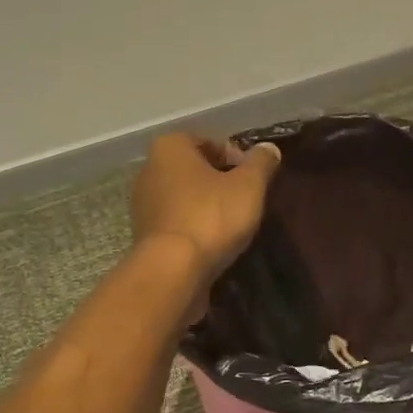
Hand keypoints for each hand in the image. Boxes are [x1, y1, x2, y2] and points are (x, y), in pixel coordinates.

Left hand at [130, 132, 281, 296]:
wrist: (173, 270)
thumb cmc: (211, 217)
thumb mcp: (249, 186)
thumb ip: (261, 163)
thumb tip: (269, 148)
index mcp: (170, 147)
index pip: (210, 142)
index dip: (237, 158)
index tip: (253, 179)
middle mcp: (149, 169)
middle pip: (195, 170)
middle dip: (221, 182)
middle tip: (246, 201)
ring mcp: (143, 204)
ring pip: (185, 197)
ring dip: (208, 207)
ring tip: (232, 225)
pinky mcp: (145, 235)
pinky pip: (177, 222)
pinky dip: (194, 227)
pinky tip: (213, 243)